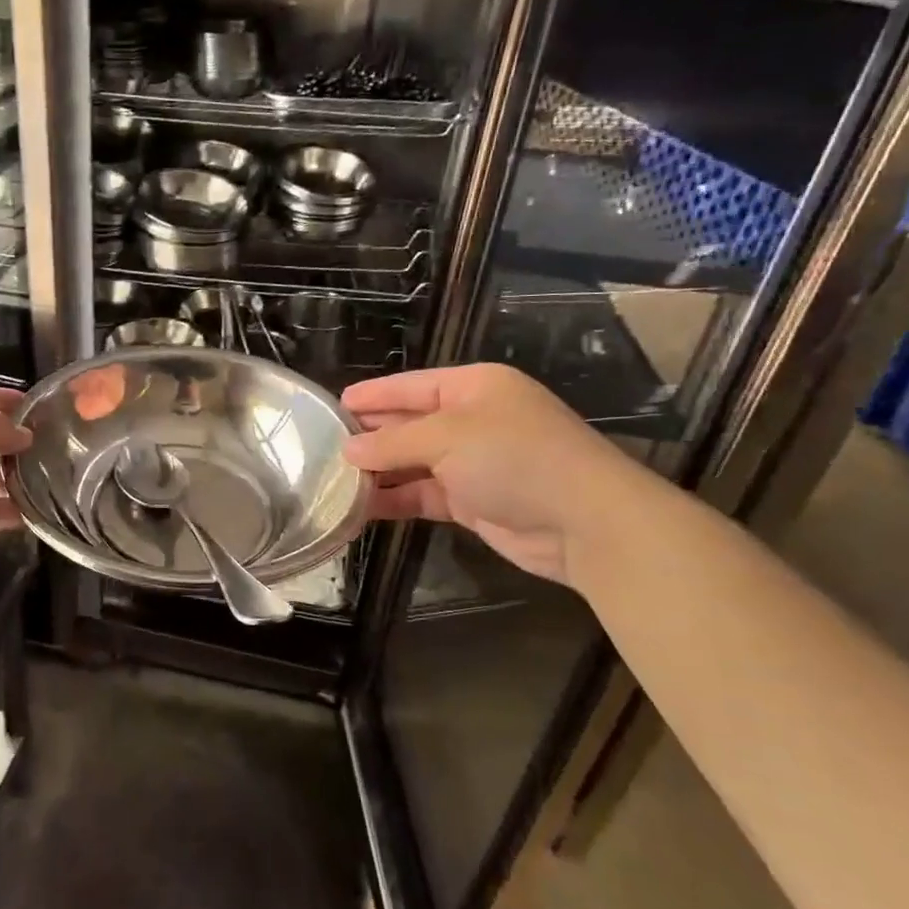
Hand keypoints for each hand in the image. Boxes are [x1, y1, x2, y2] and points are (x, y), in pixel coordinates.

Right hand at [342, 364, 651, 586]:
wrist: (584, 522)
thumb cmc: (515, 458)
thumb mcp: (447, 437)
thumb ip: (393, 442)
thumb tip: (347, 450)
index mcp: (474, 387)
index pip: (411, 385)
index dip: (373, 395)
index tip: (334, 405)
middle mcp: (473, 420)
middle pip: (410, 423)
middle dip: (371, 435)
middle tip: (324, 445)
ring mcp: (474, 462)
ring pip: (414, 462)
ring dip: (379, 471)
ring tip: (333, 478)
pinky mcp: (473, 501)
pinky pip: (424, 494)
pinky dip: (397, 500)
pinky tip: (362, 507)